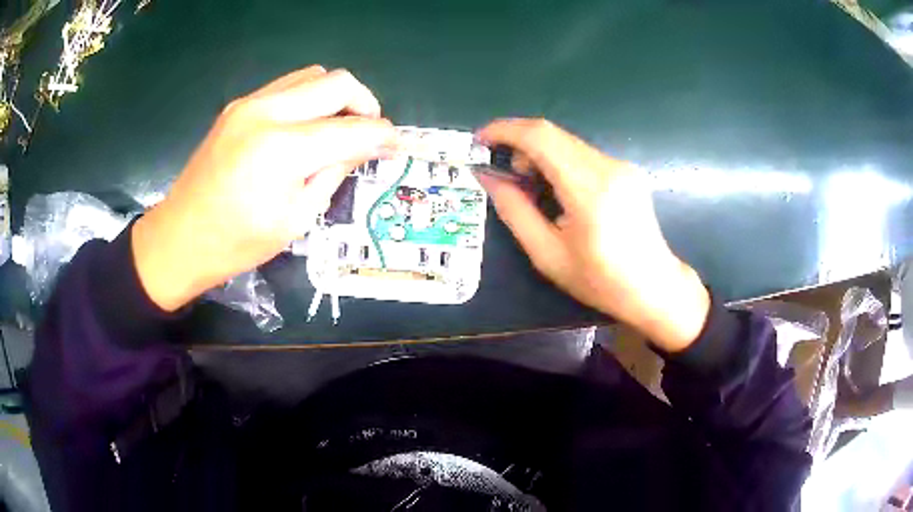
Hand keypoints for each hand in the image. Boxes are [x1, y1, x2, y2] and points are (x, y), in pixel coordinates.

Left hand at [132, 66, 397, 310]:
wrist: (180, 237)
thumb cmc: (237, 243)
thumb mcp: (296, 219)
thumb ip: (335, 173)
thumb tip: (365, 147)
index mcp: (282, 150)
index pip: (351, 128)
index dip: (383, 135)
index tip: (397, 145)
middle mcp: (267, 112)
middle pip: (337, 82)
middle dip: (365, 103)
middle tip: (370, 132)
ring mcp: (249, 103)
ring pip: (313, 75)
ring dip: (336, 96)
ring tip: (339, 127)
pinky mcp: (238, 105)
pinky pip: (288, 85)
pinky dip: (309, 98)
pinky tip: (307, 126)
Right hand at [476, 119, 709, 351]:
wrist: (654, 286)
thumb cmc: (600, 280)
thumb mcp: (548, 255)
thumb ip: (515, 211)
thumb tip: (488, 177)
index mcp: (589, 190)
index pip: (540, 137)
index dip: (504, 131)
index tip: (480, 140)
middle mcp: (608, 167)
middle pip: (552, 134)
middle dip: (519, 144)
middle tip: (507, 174)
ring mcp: (621, 165)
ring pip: (567, 141)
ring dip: (540, 153)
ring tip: (533, 187)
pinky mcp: (626, 169)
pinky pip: (582, 153)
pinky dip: (559, 161)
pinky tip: (559, 189)